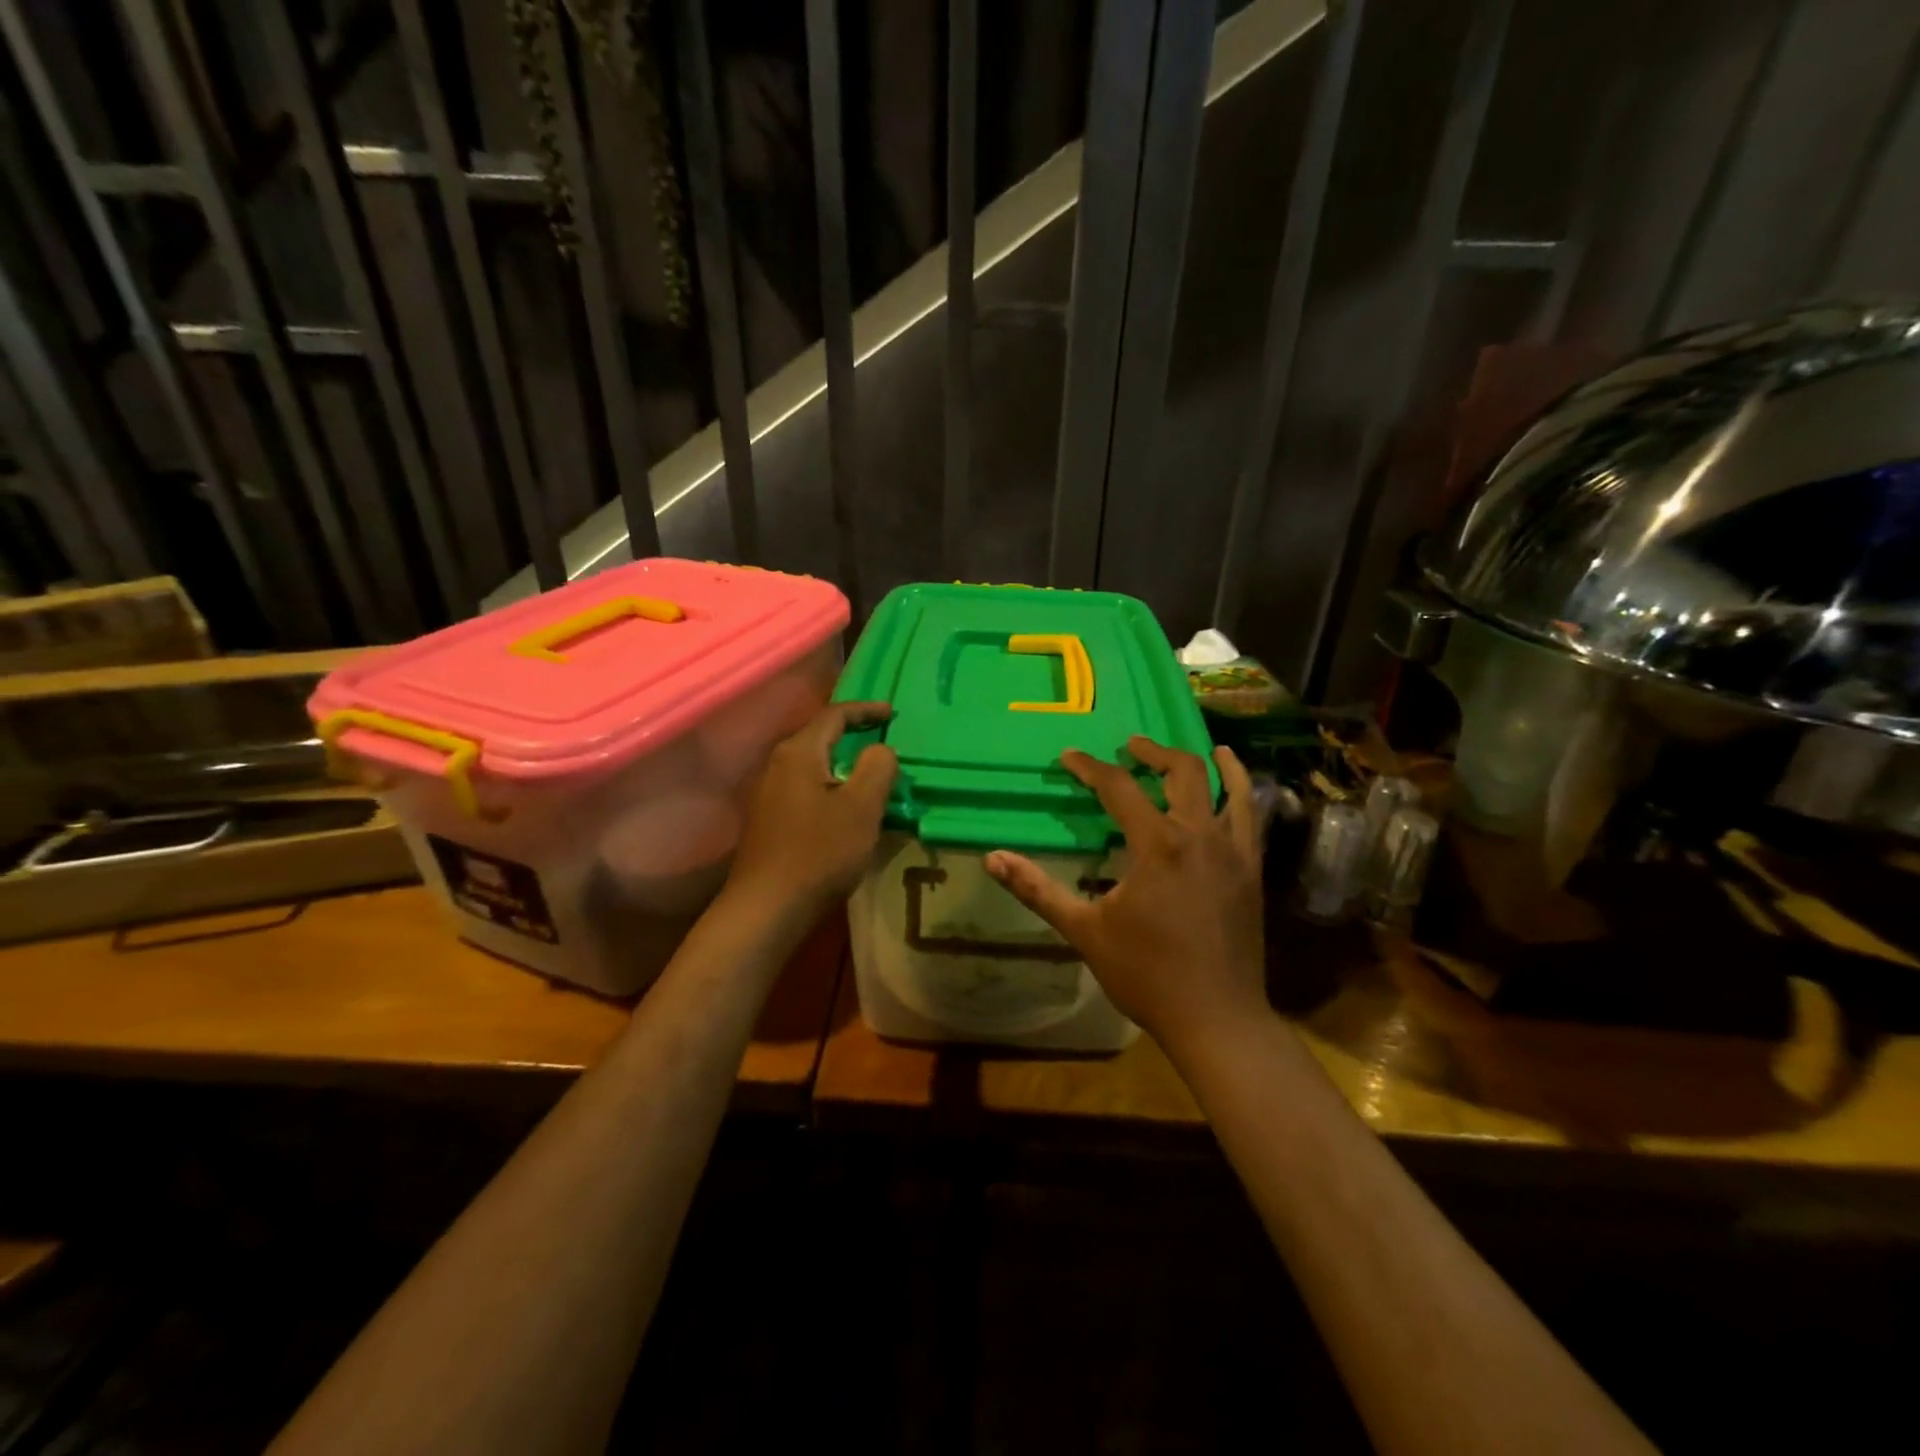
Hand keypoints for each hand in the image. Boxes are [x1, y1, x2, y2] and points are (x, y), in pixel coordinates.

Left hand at [725, 701, 897, 921]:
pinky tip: (844, 808)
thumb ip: (877, 768)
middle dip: (852, 735)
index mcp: (798, 753)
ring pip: (812, 766)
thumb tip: (881, 749)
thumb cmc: (818, 853)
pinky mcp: (767, 820)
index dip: (865, 710)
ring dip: (842, 765)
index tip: (892, 713)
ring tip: (870, 775)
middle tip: (883, 740)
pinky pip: (805, 789)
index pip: (834, 715)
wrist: (766, 909)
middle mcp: (777, 765)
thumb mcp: (861, 808)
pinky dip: (830, 787)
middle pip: (819, 737)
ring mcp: (768, 794)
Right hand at [985, 739, 1265, 1051]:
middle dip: (1151, 752)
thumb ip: (1038, 890)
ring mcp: (1233, 851)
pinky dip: (1242, 787)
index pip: (1119, 788)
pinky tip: (1235, 777)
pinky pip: (1251, 816)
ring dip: (1202, 762)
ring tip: (1191, 748)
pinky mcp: (1252, 870)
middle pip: (1179, 772)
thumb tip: (993, 859)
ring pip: (1225, 786)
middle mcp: (1198, 835)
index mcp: (1156, 846)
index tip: (1069, 757)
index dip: (1090, 768)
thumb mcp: (1085, 931)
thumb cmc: (1146, 975)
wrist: (1217, 1018)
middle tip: (1129, 747)